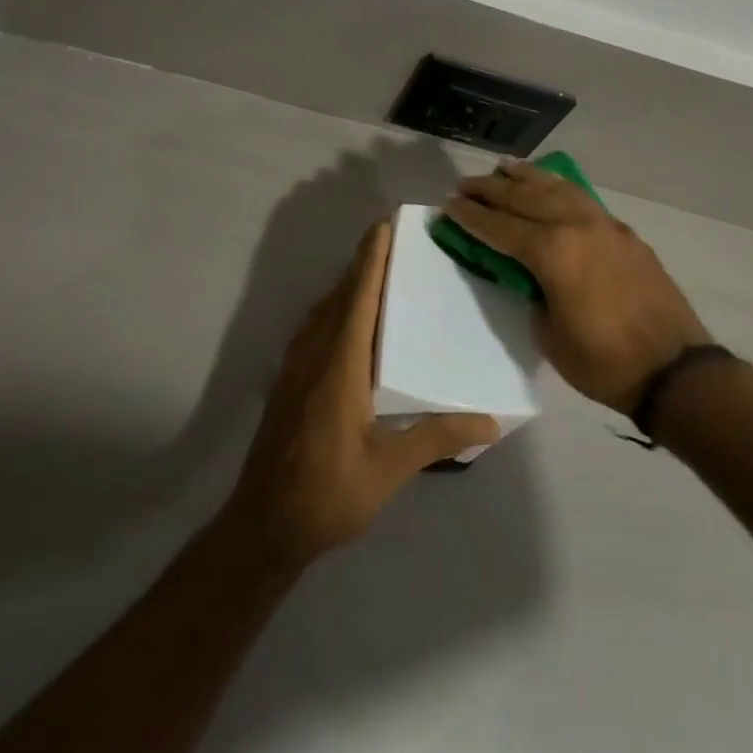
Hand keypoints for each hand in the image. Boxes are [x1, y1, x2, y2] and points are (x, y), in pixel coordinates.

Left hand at [223, 222, 500, 566]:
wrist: (263, 526)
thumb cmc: (327, 496)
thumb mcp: (387, 470)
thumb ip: (435, 438)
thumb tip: (489, 421)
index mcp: (339, 367)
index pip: (358, 300)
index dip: (370, 261)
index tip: (383, 226)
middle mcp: (313, 356)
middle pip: (339, 297)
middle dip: (362, 263)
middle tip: (392, 239)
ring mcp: (295, 368)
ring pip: (323, 311)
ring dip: (346, 284)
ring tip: (375, 271)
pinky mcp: (288, 382)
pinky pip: (314, 328)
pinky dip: (334, 308)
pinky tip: (348, 321)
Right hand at [445, 163, 712, 412]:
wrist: (674, 370)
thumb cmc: (603, 362)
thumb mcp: (548, 334)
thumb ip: (532, 294)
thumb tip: (528, 275)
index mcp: (552, 251)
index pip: (500, 226)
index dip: (471, 216)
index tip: (448, 203)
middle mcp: (576, 225)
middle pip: (525, 198)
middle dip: (491, 189)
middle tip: (465, 184)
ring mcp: (604, 225)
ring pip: (557, 188)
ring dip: (527, 177)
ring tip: (504, 167)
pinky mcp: (624, 233)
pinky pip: (582, 199)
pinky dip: (559, 187)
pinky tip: (551, 186)